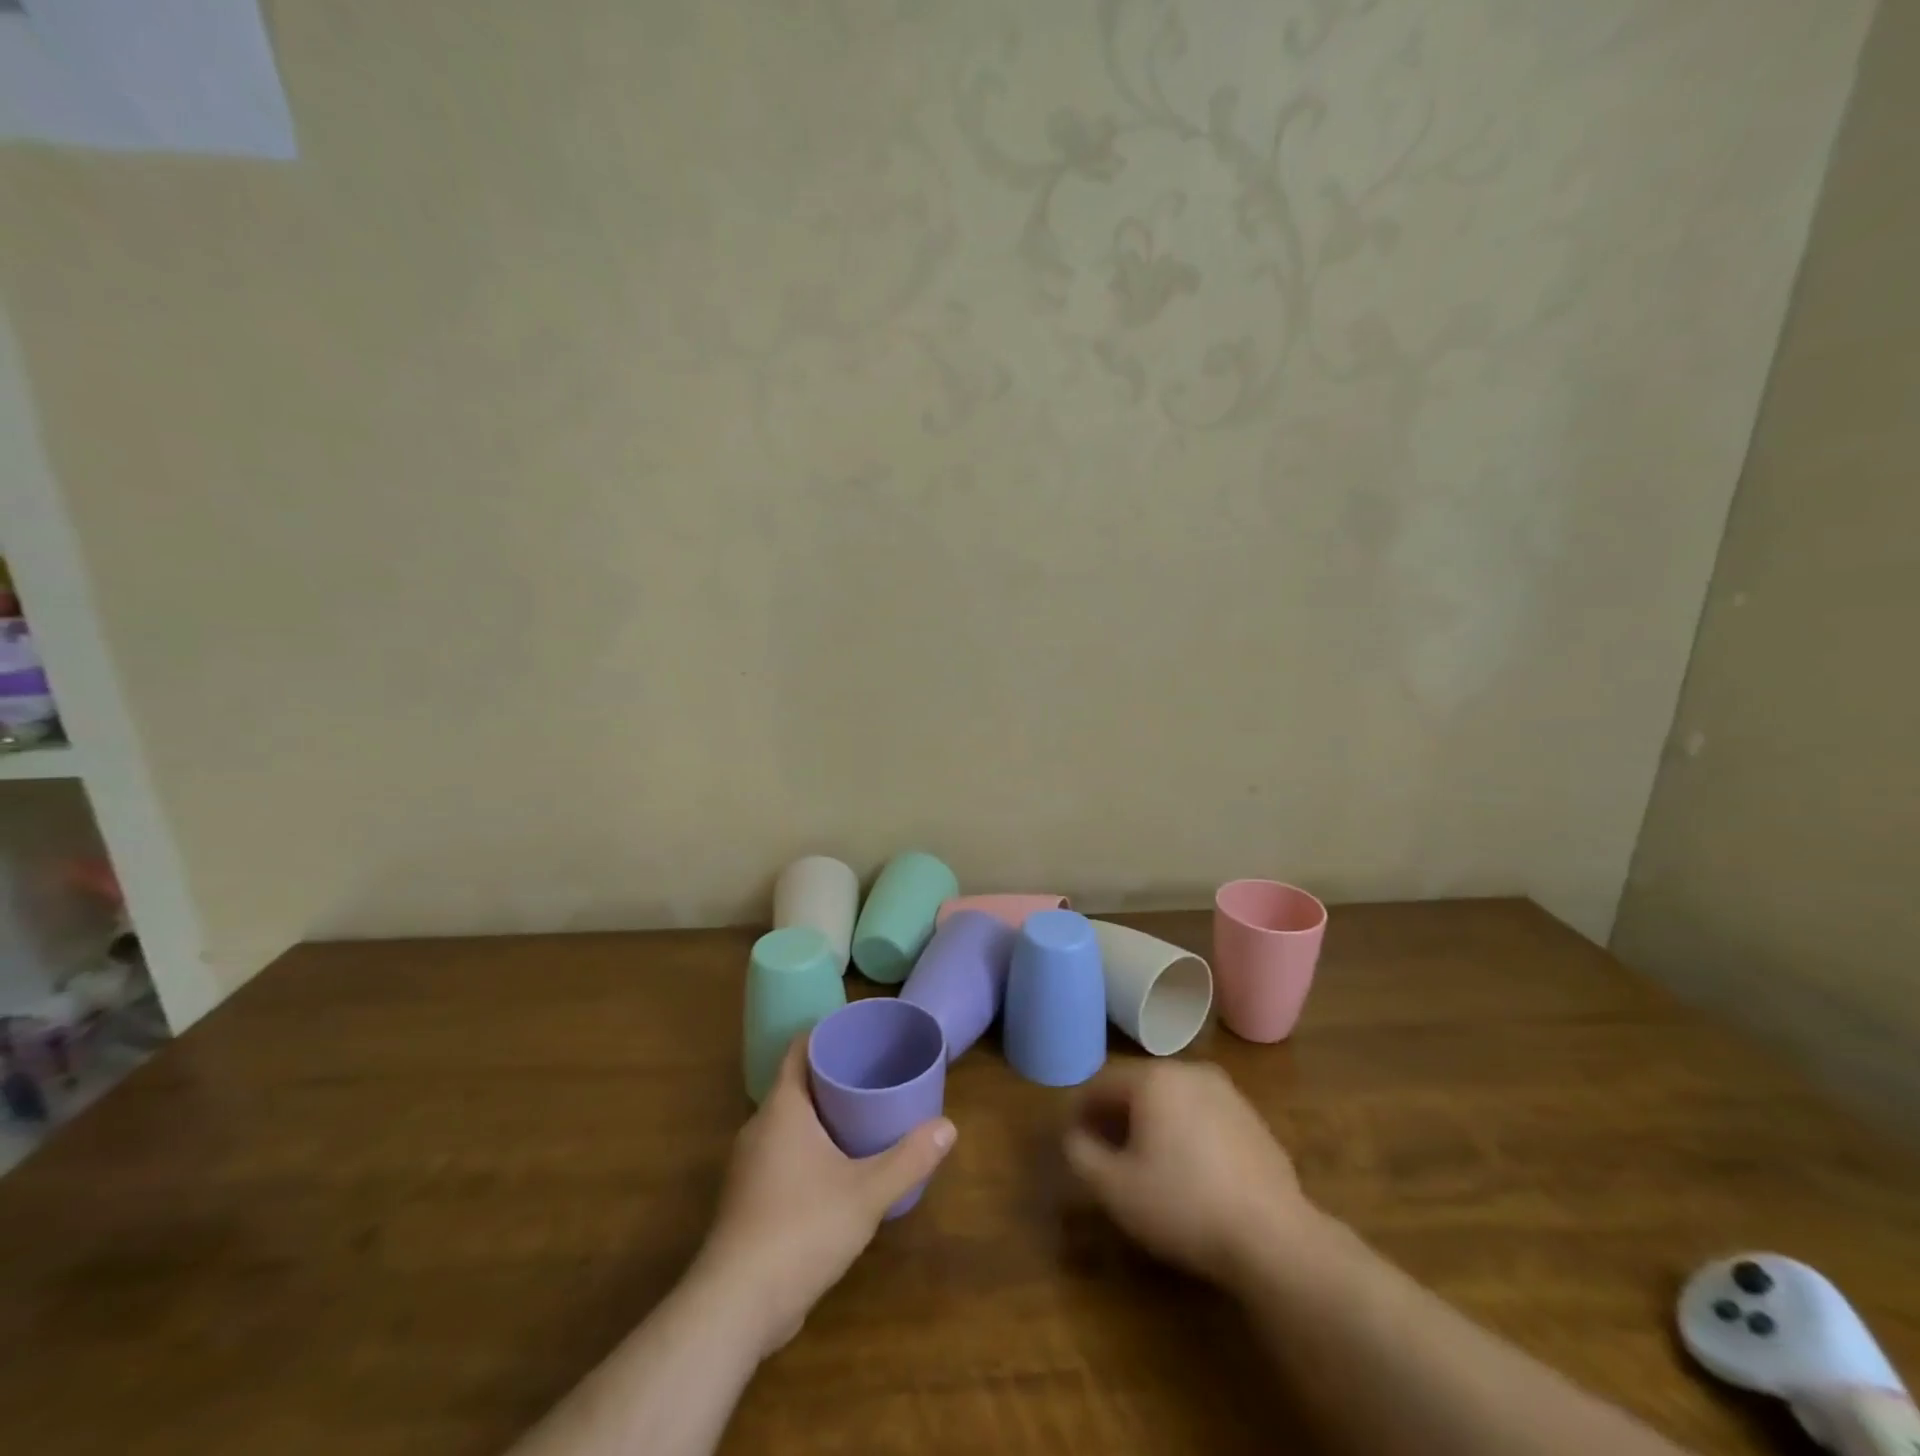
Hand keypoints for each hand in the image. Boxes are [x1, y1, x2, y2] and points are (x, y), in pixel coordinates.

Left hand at [691, 1036, 955, 1356]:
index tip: (860, 1031)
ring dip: (822, 1115)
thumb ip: (909, 1159)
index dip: (827, 1033)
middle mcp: (759, 1127)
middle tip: (876, 1073)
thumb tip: (949, 1126)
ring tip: (864, 1116)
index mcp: (782, 1108)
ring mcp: (749, 1166)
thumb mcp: (867, 1192)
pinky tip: (838, 1168)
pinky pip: (782, 1154)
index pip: (799, 1049)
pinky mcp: (749, 1200)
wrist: (735, 1306)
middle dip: (833, 1076)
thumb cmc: (801, 1229)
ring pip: (789, 1123)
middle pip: (797, 1084)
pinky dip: (810, 1148)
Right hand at [1064, 1059, 1320, 1287]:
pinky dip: (1186, 1133)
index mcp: (1153, 1078)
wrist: (1274, 1237)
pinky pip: (1203, 1116)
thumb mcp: (1115, 1188)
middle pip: (1138, 1087)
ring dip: (1153, 1123)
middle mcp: (1189, 1071)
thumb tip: (1074, 1136)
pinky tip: (1190, 1173)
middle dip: (1117, 1116)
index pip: (1101, 1084)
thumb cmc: (1184, 1205)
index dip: (1081, 1111)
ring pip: (1172, 1100)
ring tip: (1147, 1164)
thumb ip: (1081, 1154)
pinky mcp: (1252, 1118)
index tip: (1074, 1141)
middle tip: (1106, 1153)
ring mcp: (1226, 1092)